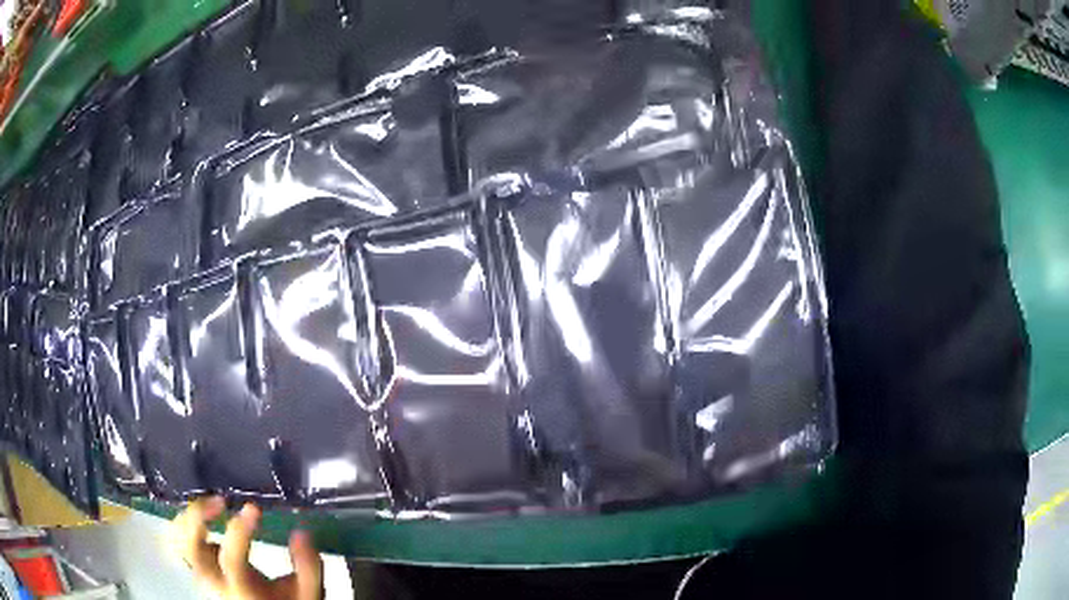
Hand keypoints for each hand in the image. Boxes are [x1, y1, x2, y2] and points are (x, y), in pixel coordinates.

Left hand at [170, 496, 323, 599]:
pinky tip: (204, 515)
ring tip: (213, 505)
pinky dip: (185, 522)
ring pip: (177, 539)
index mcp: (242, 590)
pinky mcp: (198, 564)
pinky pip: (178, 539)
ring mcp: (202, 573)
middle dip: (199, 516)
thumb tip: (301, 533)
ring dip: (190, 516)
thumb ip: (308, 567)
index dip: (240, 530)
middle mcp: (214, 582)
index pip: (231, 558)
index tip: (254, 508)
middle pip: (189, 547)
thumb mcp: (307, 592)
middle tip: (221, 501)